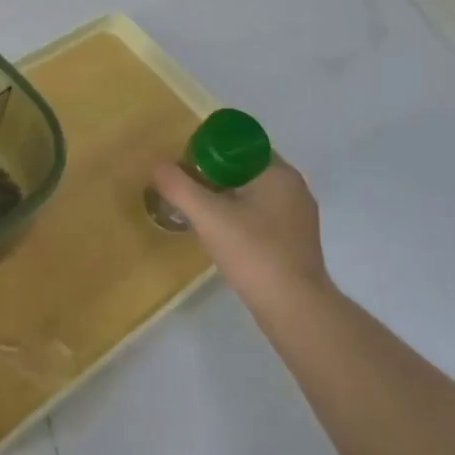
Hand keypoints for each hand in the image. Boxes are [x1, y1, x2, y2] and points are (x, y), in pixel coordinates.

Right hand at [150, 157, 330, 314]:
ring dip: (224, 195)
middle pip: (244, 167)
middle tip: (185, 187)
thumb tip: (157, 165)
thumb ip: (179, 187)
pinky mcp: (295, 239)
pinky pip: (261, 213)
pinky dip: (238, 215)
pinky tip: (220, 233)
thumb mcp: (208, 216)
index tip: (186, 166)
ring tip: (197, 210)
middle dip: (213, 174)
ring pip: (252, 192)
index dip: (208, 149)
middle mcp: (293, 187)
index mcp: (278, 172)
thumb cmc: (254, 253)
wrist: (295, 310)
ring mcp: (297, 215)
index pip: (238, 144)